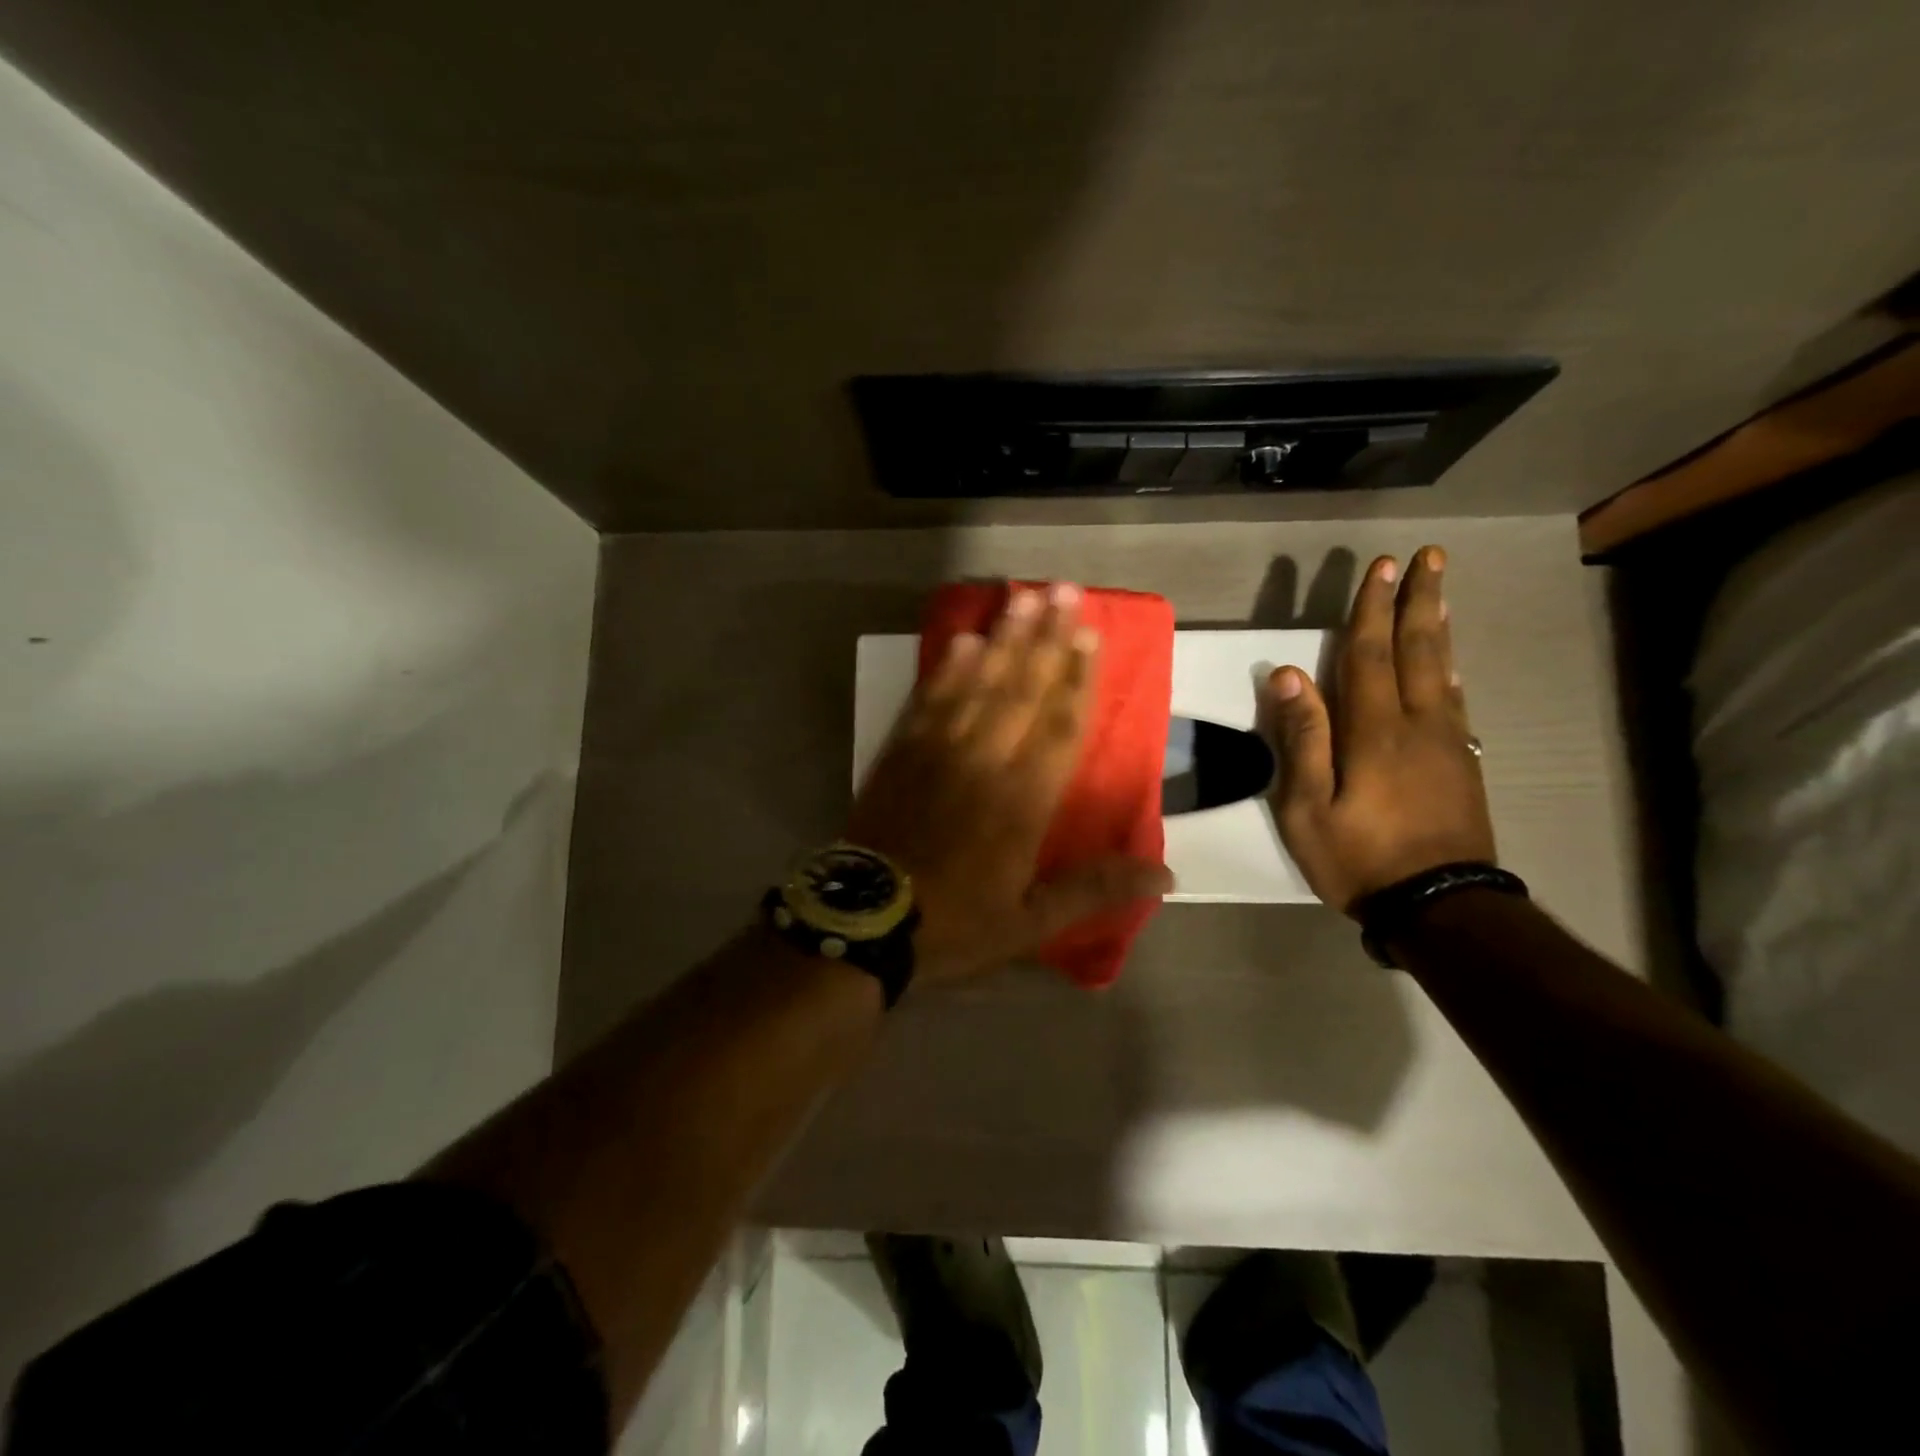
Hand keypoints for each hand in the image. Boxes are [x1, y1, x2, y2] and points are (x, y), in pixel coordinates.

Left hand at [846, 583, 1173, 984]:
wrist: (864, 925)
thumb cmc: (954, 925)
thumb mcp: (1031, 923)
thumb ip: (1094, 890)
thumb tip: (1168, 875)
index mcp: (1022, 802)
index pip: (1059, 726)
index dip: (1076, 677)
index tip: (1089, 633)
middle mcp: (984, 763)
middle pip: (1021, 690)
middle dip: (1044, 638)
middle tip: (1061, 589)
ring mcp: (937, 753)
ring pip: (977, 686)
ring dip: (1001, 640)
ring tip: (1020, 599)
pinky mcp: (899, 754)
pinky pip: (928, 701)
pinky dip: (946, 670)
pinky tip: (961, 640)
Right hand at [1258, 546, 1495, 914]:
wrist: (1441, 907)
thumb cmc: (1360, 858)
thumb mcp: (1309, 806)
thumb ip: (1303, 738)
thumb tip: (1288, 674)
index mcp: (1375, 731)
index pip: (1369, 654)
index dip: (1371, 609)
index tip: (1380, 567)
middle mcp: (1418, 724)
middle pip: (1418, 650)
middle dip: (1418, 600)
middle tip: (1429, 557)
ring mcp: (1447, 745)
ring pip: (1444, 671)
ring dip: (1439, 627)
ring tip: (1439, 593)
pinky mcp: (1462, 766)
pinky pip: (1458, 705)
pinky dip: (1453, 673)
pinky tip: (1453, 666)